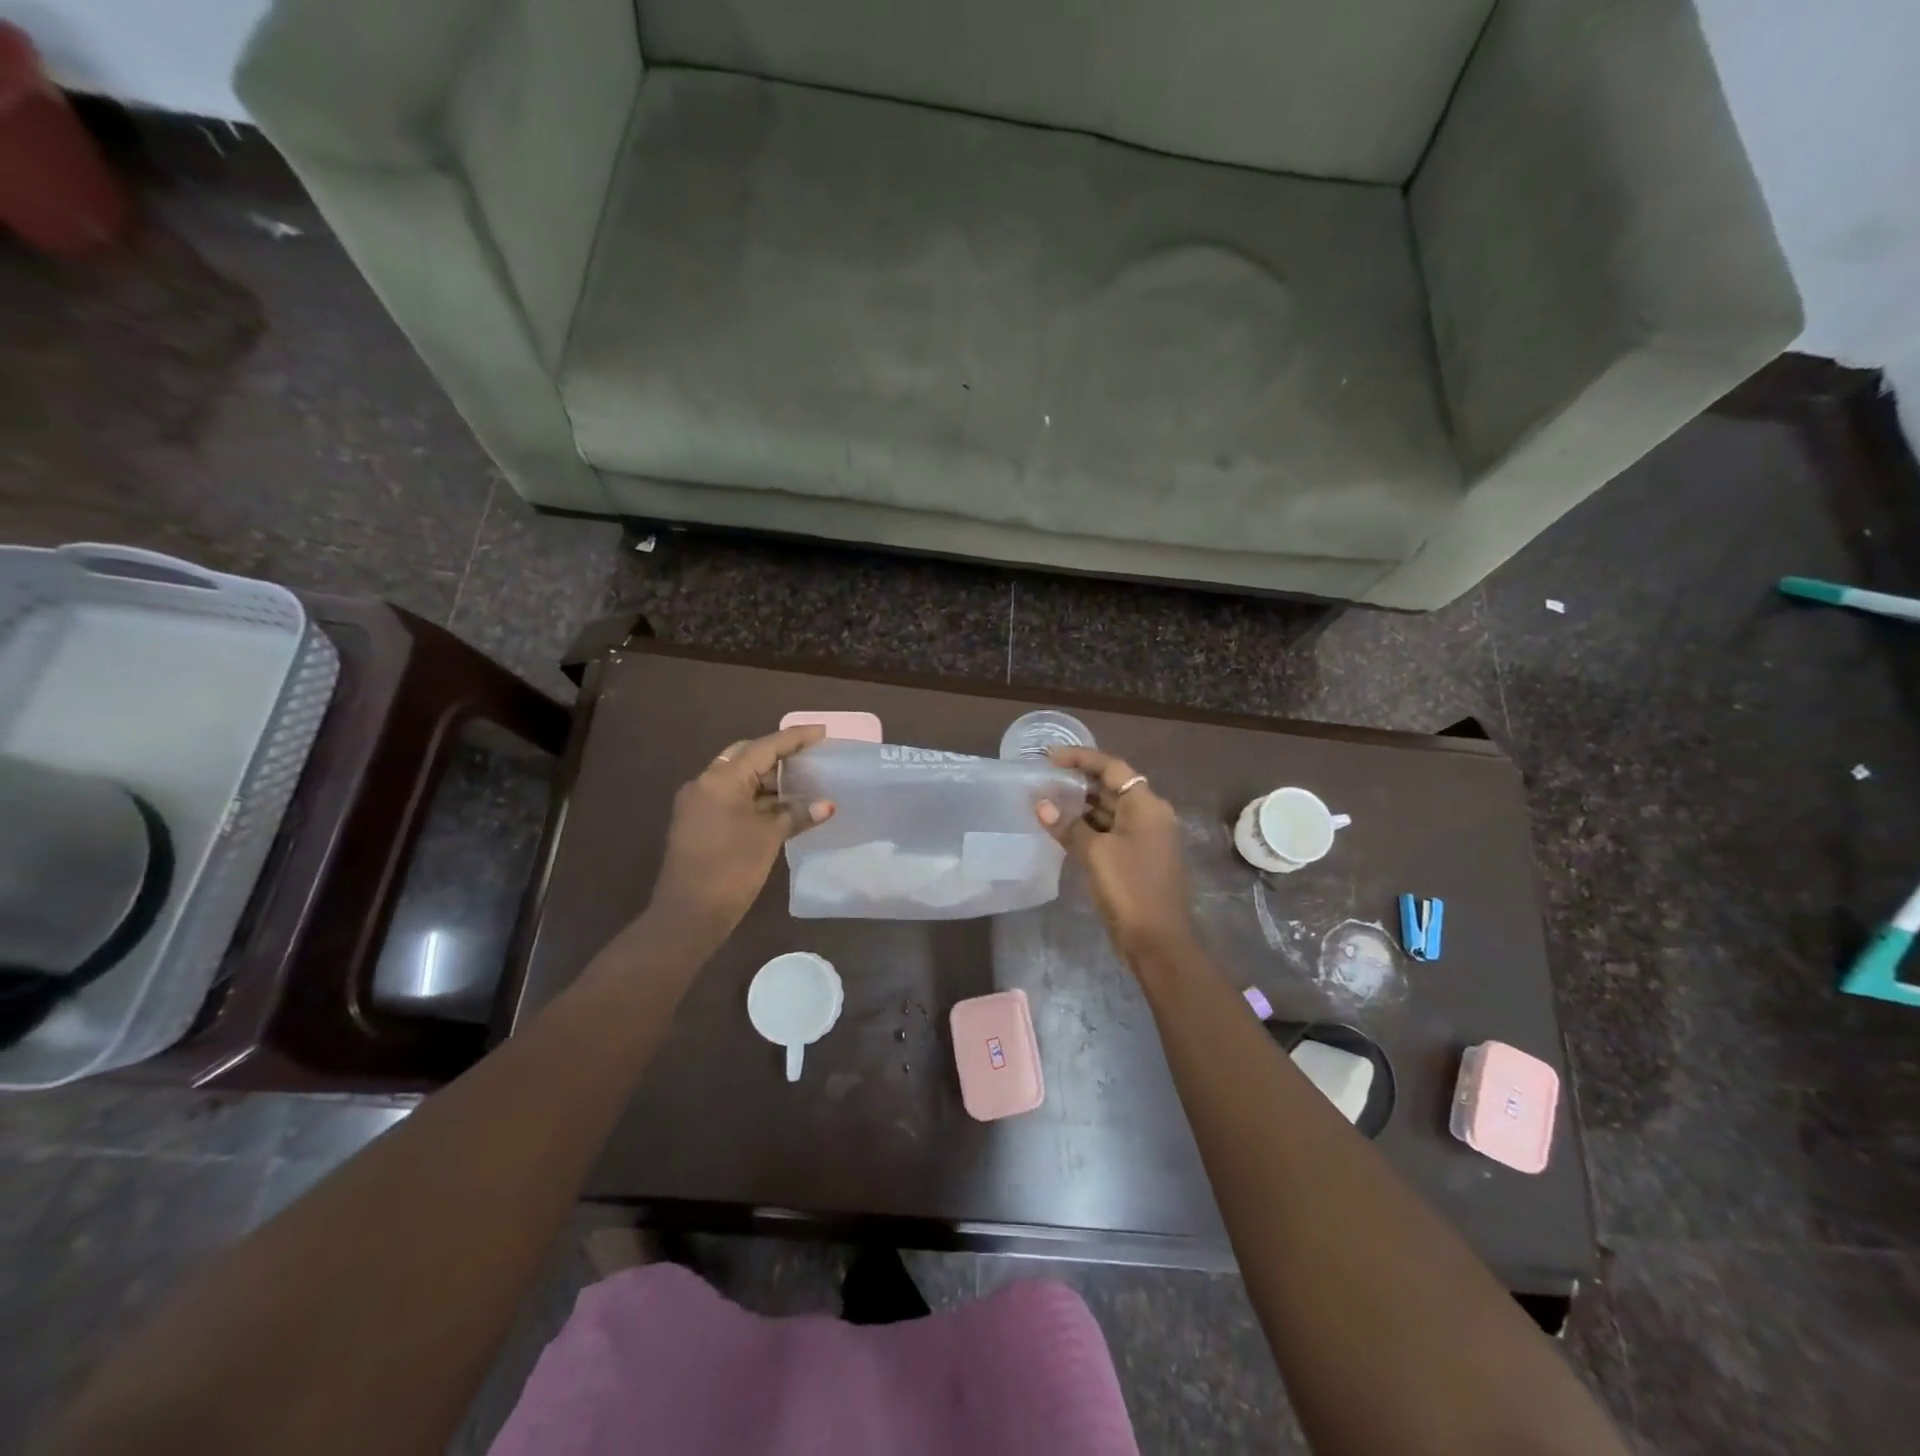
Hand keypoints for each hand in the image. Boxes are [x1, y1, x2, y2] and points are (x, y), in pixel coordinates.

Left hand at [648, 725, 834, 941]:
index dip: (795, 738)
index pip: (764, 748)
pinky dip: (756, 798)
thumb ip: (796, 814)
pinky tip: (780, 806)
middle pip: (746, 756)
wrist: (687, 916)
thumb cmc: (730, 869)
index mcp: (720, 780)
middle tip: (810, 756)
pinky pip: (731, 798)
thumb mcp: (768, 838)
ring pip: (738, 778)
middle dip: (778, 754)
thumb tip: (826, 805)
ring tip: (802, 781)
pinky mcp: (698, 823)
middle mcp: (705, 783)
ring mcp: (698, 804)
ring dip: (768, 779)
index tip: (822, 732)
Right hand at [1037, 747, 1194, 960]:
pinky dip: (1088, 826)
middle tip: (1044, 778)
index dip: (1081, 758)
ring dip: (1081, 805)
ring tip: (1047, 801)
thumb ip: (1068, 825)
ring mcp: (1145, 838)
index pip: (1112, 767)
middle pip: (1112, 786)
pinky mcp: (1137, 858)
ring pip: (1110, 810)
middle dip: (1079, 781)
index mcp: (1146, 805)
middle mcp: (1150, 815)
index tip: (1050, 757)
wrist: (1157, 940)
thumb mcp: (1094, 853)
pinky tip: (1062, 829)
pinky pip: (1110, 831)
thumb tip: (1041, 805)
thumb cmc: (1129, 888)